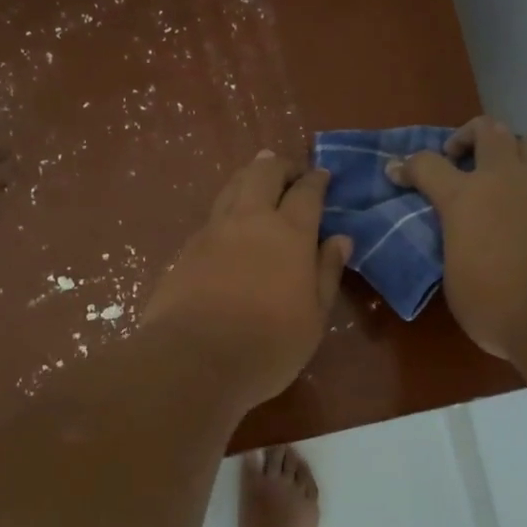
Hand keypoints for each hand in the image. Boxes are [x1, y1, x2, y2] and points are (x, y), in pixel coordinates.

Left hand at [144, 150, 351, 409]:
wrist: (194, 360)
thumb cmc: (268, 345)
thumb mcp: (314, 317)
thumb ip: (327, 273)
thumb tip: (341, 238)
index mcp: (290, 233)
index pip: (307, 192)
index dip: (316, 180)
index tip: (323, 175)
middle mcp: (250, 220)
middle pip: (263, 174)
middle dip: (280, 166)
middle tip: (290, 171)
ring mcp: (213, 232)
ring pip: (232, 187)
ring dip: (249, 176)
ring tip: (258, 177)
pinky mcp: (186, 250)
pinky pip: (212, 215)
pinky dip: (227, 207)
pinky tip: (229, 222)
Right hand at [392, 117, 526, 359]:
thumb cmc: (497, 306)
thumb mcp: (456, 278)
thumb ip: (457, 247)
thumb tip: (465, 242)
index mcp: (464, 199)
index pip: (427, 164)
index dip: (407, 166)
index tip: (397, 171)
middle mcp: (504, 181)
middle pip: (488, 130)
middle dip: (467, 136)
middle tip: (459, 158)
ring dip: (509, 151)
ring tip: (501, 177)